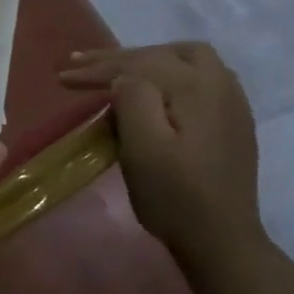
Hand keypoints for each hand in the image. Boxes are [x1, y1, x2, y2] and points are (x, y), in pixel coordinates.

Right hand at [60, 43, 265, 267]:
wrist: (221, 239)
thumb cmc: (174, 195)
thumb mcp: (144, 148)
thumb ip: (133, 100)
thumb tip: (124, 78)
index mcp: (197, 88)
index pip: (138, 65)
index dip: (97, 69)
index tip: (62, 76)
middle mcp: (220, 84)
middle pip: (163, 54)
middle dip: (118, 58)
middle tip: (80, 65)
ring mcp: (231, 101)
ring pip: (184, 59)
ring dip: (144, 59)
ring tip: (112, 69)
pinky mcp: (230, 119)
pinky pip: (197, 76)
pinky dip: (165, 72)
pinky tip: (150, 87)